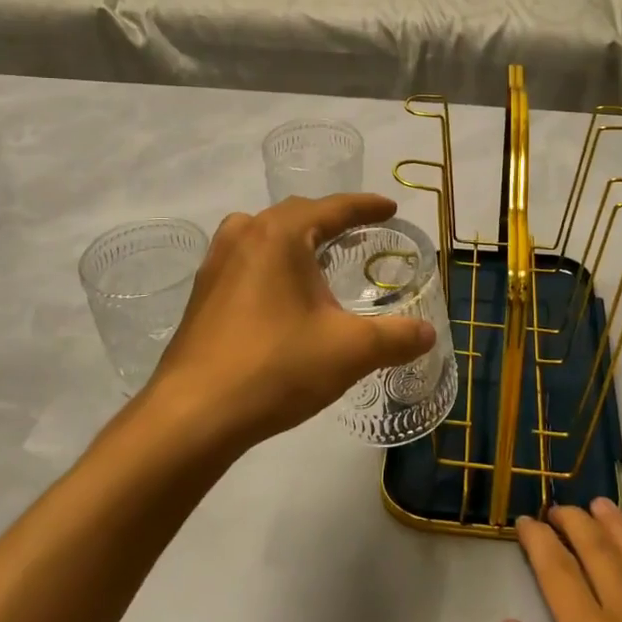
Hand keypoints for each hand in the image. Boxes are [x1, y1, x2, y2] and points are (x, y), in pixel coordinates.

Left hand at [145, 193, 435, 449]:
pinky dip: (270, 261)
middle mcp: (245, 236)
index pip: (333, 208)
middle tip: (359, 231)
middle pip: (296, 214)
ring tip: (317, 255)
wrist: (193, 415)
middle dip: (330, 219)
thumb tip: (428, 334)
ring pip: (262, 233)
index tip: (390, 208)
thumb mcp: (349, 351)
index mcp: (281, 235)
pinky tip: (279, 293)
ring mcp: (216, 264)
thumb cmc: (276, 367)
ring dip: (294, 237)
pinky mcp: (202, 294)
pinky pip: (244, 259)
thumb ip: (396, 338)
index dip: (366, 207)